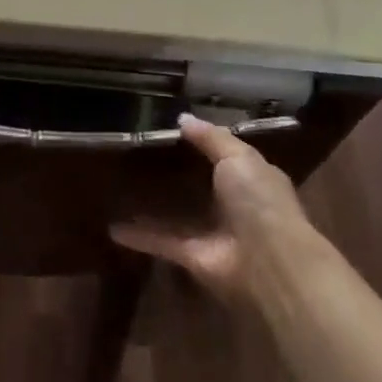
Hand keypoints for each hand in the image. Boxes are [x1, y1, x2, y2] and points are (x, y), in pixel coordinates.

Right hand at [111, 113, 310, 300]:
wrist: (268, 262)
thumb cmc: (259, 201)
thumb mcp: (239, 158)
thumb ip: (212, 138)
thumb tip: (183, 118)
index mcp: (250, 179)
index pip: (225, 157)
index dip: (202, 144)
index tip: (171, 130)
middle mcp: (232, 206)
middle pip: (199, 187)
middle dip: (175, 175)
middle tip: (138, 157)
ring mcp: (212, 233)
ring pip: (178, 216)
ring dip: (154, 207)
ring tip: (121, 189)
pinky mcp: (193, 257)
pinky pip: (162, 242)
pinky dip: (140, 236)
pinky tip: (113, 227)